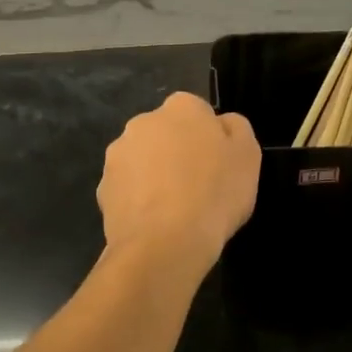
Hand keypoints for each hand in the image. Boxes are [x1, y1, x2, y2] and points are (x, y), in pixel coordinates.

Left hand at [97, 92, 260, 278]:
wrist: (165, 244)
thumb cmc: (214, 193)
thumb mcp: (248, 155)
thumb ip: (236, 128)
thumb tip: (221, 123)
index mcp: (181, 107)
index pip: (197, 112)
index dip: (209, 138)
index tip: (218, 164)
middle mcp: (144, 122)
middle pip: (166, 133)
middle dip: (178, 152)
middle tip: (198, 185)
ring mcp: (118, 155)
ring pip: (143, 160)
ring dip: (155, 175)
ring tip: (175, 210)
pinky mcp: (103, 188)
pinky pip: (127, 189)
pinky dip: (139, 201)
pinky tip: (155, 223)